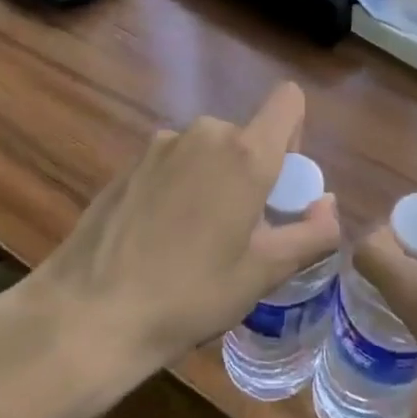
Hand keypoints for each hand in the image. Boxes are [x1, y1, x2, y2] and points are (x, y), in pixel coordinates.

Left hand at [0, 83, 339, 417]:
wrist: (87, 316)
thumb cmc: (189, 295)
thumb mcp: (263, 273)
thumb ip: (312, 234)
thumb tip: (329, 205)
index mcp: (245, 153)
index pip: (288, 101)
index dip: (295, 134)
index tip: (281, 184)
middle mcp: (204, 134)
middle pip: (246, 135)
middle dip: (252, 172)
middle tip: (241, 231)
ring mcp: (160, 146)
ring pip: (208, 151)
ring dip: (214, 181)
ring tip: (195, 241)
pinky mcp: (128, 165)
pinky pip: (173, 164)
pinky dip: (179, 188)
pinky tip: (158, 240)